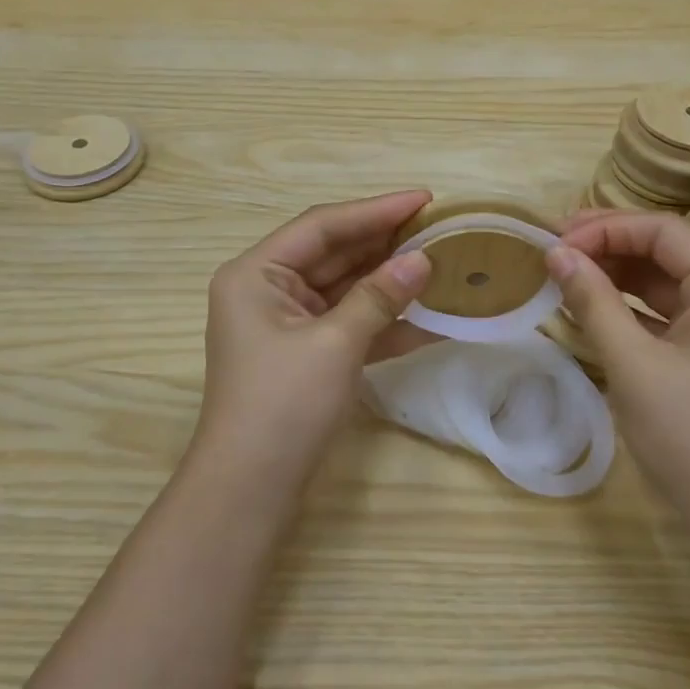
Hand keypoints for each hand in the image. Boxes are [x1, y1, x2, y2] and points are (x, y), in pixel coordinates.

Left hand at [194, 191, 434, 490]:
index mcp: (256, 274)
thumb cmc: (283, 405)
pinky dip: (383, 322)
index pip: (321, 226)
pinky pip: (348, 324)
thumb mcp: (335, 344)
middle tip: (437, 228)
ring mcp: (286, 324)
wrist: (250, 489)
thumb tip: (423, 260)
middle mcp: (267, 290)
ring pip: (345, 289)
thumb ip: (379, 297)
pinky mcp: (306, 354)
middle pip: (334, 254)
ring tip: (439, 264)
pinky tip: (428, 320)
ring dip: (389, 281)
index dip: (375, 210)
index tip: (424, 198)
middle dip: (385, 244)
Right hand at [548, 210, 689, 525]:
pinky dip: (638, 308)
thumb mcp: (634, 365)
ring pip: (672, 282)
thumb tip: (556, 253)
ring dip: (620, 276)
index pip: (663, 230)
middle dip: (610, 246)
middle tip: (554, 251)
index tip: (553, 241)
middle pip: (670, 250)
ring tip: (567, 275)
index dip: (604, 228)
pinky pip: (678, 313)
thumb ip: (593, 301)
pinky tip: (598, 310)